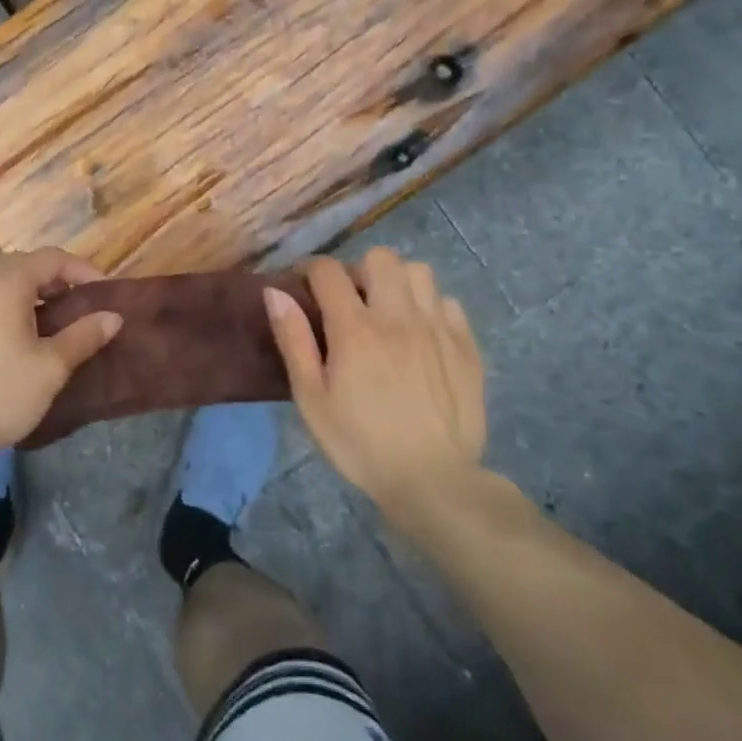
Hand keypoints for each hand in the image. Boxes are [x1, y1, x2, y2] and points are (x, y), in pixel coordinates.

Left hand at [0, 249, 122, 458]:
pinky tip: (30, 341)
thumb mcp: (51, 366)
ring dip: (39, 295)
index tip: (106, 295)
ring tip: (62, 325)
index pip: (52, 258)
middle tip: (84, 307)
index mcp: (7, 284)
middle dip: (60, 280)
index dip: (83, 270)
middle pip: (28, 265)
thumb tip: (113, 316)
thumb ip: (83, 336)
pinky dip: (19, 309)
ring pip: (9, 285)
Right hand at [264, 250, 486, 528]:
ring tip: (387, 312)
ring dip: (397, 282)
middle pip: (380, 258)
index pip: (329, 271)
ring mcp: (438, 329)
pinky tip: (420, 334)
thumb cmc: (360, 443)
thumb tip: (274, 292)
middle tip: (350, 301)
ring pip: (419, 272)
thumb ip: (293, 340)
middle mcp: (399, 318)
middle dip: (358, 270)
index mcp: (355, 330)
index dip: (311, 270)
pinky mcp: (466, 347)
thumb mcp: (311, 399)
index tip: (304, 286)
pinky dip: (430, 307)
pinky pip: (448, 302)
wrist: (434, 482)